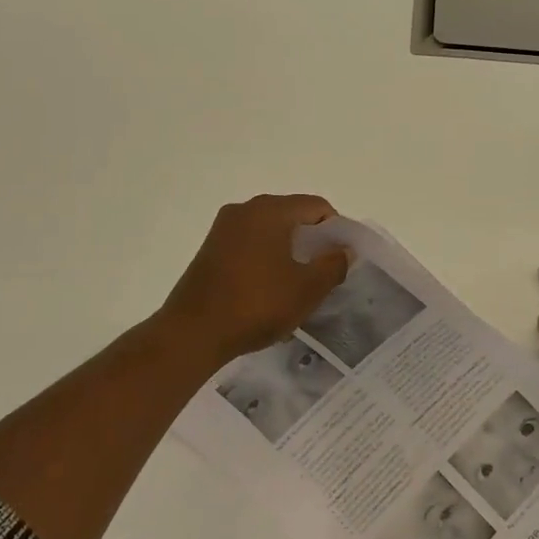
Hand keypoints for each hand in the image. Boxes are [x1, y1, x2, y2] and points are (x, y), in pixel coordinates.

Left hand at [159, 195, 352, 363]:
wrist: (193, 333)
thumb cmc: (257, 305)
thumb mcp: (307, 289)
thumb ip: (333, 265)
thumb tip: (345, 250)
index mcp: (270, 210)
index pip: (316, 206)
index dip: (336, 230)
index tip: (341, 260)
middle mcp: (245, 210)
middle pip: (292, 215)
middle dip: (312, 241)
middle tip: (323, 273)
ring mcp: (223, 228)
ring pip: (270, 231)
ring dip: (289, 251)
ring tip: (297, 285)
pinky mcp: (210, 249)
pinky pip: (250, 244)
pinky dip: (266, 259)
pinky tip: (269, 289)